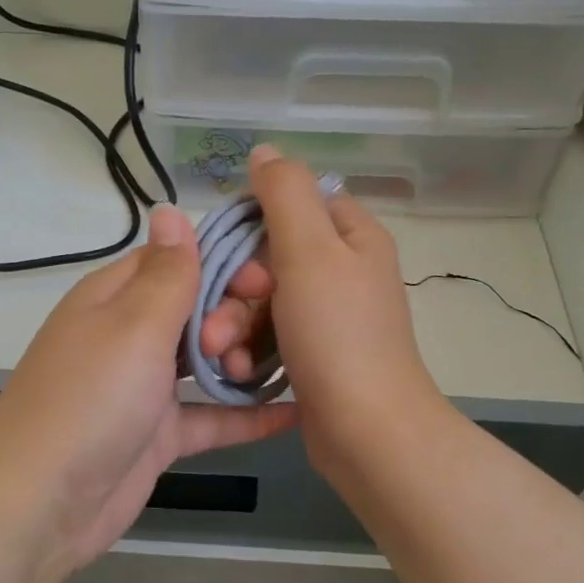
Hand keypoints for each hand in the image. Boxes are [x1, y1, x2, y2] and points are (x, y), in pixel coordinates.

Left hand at [0, 204, 295, 572]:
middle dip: (231, 317)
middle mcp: (129, 334)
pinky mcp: (158, 435)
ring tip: (260, 374)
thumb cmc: (91, 400)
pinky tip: (295, 413)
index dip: (225, 263)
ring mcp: (144, 387)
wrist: (42, 505)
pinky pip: (210, 416)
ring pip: (206, 360)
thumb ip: (167, 272)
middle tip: (232, 347)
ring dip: (240, 361)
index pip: (178, 259)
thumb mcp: (134, 326)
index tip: (266, 281)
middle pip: (197, 308)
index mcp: (115, 296)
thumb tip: (170, 208)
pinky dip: (246, 415)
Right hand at [204, 146, 447, 482]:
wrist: (367, 431)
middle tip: (217, 320)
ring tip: (218, 354)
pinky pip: (268, 337)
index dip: (252, 221)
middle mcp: (343, 271)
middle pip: (269, 258)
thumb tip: (267, 151)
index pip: (294, 202)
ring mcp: (328, 317)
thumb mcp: (309, 251)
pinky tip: (234, 371)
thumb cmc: (338, 334)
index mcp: (351, 236)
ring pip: (262, 301)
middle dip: (234, 290)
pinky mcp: (313, 355)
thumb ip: (285, 194)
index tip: (228, 253)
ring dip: (232, 325)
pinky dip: (248, 350)